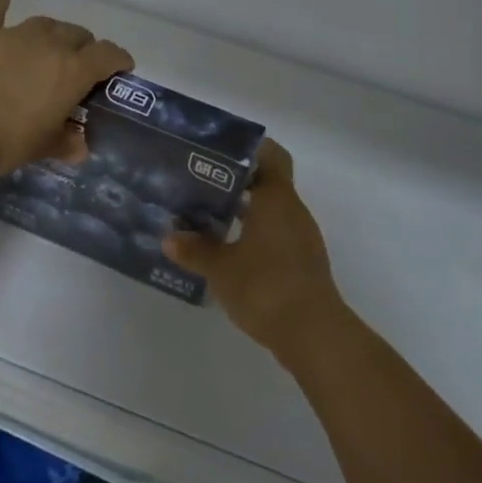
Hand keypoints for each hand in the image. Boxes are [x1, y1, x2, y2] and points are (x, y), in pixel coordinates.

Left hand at [0, 0, 132, 175]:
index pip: (108, 55)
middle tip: (77, 64)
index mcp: (73, 72)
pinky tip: (2, 3)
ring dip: (50, 32)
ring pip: (43, 22)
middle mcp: (49, 44)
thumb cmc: (3, 139)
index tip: (121, 67)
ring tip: (45, 44)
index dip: (118, 59)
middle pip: (77, 34)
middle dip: (83, 46)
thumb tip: (80, 148)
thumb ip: (63, 143)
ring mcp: (13, 32)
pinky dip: (2, 6)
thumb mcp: (39, 148)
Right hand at [164, 141, 347, 359]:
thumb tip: (169, 237)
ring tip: (206, 218)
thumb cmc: (265, 287)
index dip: (249, 149)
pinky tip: (227, 251)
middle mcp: (293, 212)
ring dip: (243, 212)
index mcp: (277, 200)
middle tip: (200, 184)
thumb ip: (195, 250)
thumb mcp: (221, 268)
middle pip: (268, 183)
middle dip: (236, 182)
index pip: (272, 156)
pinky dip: (252, 236)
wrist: (312, 334)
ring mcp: (301, 239)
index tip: (219, 151)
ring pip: (270, 212)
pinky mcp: (301, 264)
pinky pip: (275, 237)